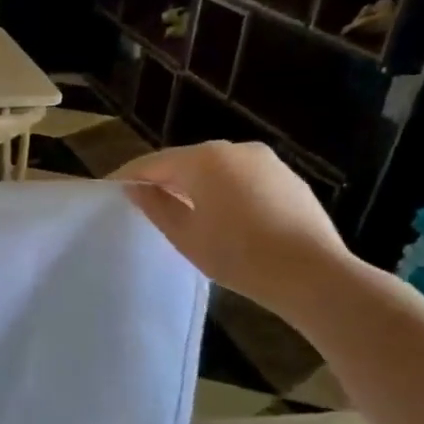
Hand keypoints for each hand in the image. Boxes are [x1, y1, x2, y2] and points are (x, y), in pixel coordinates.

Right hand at [114, 142, 354, 323]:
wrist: (312, 274)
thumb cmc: (237, 254)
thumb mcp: (184, 235)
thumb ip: (155, 206)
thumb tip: (136, 189)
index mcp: (203, 160)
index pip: (153, 163)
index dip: (129, 177)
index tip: (111, 190)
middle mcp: (234, 149)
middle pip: (186, 161)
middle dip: (163, 179)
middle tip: (144, 202)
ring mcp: (266, 162)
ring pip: (216, 169)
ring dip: (195, 185)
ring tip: (182, 211)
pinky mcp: (288, 179)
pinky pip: (243, 178)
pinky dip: (225, 191)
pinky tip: (223, 217)